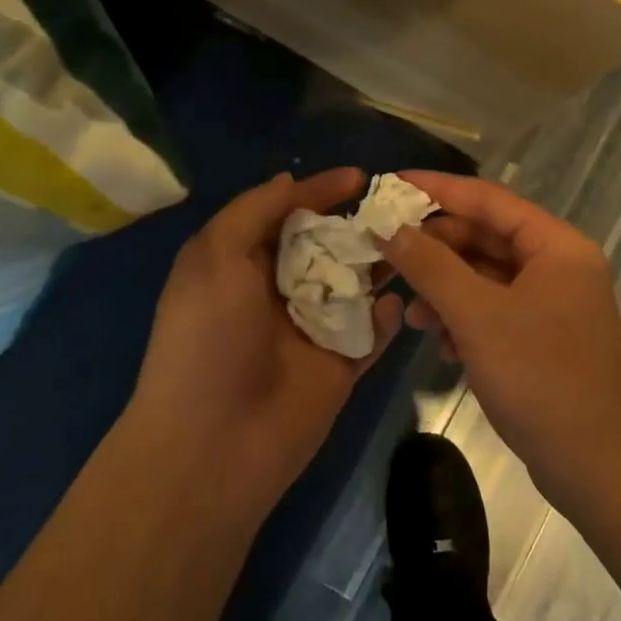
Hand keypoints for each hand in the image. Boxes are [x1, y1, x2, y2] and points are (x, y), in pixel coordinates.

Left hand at [131, 169, 403, 518]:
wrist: (214, 444)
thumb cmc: (208, 339)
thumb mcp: (215, 257)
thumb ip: (254, 211)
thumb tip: (290, 180)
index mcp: (243, 263)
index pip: (288, 214)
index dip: (320, 191)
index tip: (360, 176)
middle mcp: (279, 291)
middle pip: (328, 246)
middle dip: (359, 225)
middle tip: (399, 210)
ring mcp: (313, 329)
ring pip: (356, 286)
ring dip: (381, 264)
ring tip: (412, 244)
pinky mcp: (340, 366)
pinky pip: (372, 334)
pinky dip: (386, 317)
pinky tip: (396, 302)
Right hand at [379, 172, 620, 510]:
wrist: (599, 467)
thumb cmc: (541, 379)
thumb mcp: (478, 316)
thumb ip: (431, 266)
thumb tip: (389, 227)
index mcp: (557, 246)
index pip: (489, 200)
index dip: (438, 190)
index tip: (390, 186)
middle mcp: (560, 266)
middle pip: (486, 238)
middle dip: (436, 249)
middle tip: (388, 257)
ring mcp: (555, 305)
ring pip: (487, 278)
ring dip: (446, 289)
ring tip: (408, 313)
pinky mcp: (545, 340)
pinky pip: (496, 312)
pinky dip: (465, 319)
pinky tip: (440, 343)